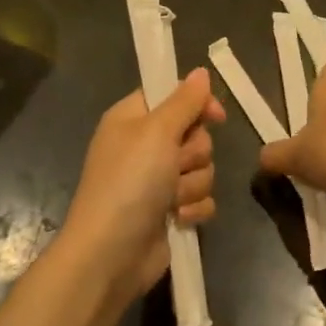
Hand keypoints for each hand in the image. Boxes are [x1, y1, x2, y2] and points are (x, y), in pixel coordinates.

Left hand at [60, 67, 225, 301]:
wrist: (110, 254)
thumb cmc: (129, 183)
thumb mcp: (156, 132)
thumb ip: (184, 101)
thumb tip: (200, 71)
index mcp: (133, 119)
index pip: (173, 95)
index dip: (196, 103)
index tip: (214, 116)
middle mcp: (145, 146)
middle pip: (195, 134)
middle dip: (193, 153)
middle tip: (174, 166)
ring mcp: (157, 181)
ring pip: (202, 168)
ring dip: (192, 184)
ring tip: (170, 200)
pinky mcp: (170, 211)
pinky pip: (202, 198)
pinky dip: (193, 208)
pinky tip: (177, 218)